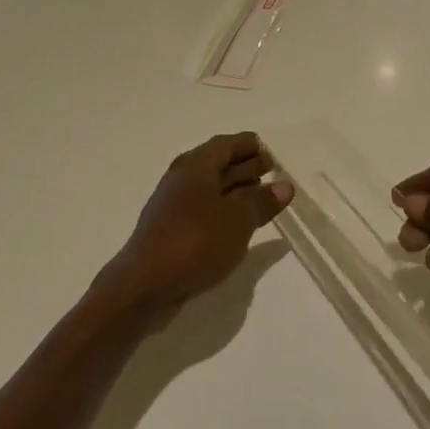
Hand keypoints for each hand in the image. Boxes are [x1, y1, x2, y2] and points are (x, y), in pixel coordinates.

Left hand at [94, 134, 294, 327]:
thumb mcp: (238, 220)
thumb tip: (284, 185)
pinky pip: (203, 210)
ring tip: (262, 198)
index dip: (248, 145)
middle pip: (217, 164)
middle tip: (271, 172)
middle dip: (244, 166)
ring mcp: (173, 205)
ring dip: (236, 190)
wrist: (145, 284)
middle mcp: (182, 179)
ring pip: (210, 189)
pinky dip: (223, 210)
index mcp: (195, 166)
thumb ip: (262, 201)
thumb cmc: (196, 242)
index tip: (269, 151)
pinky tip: (238, 225)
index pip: (225, 144)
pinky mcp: (171, 230)